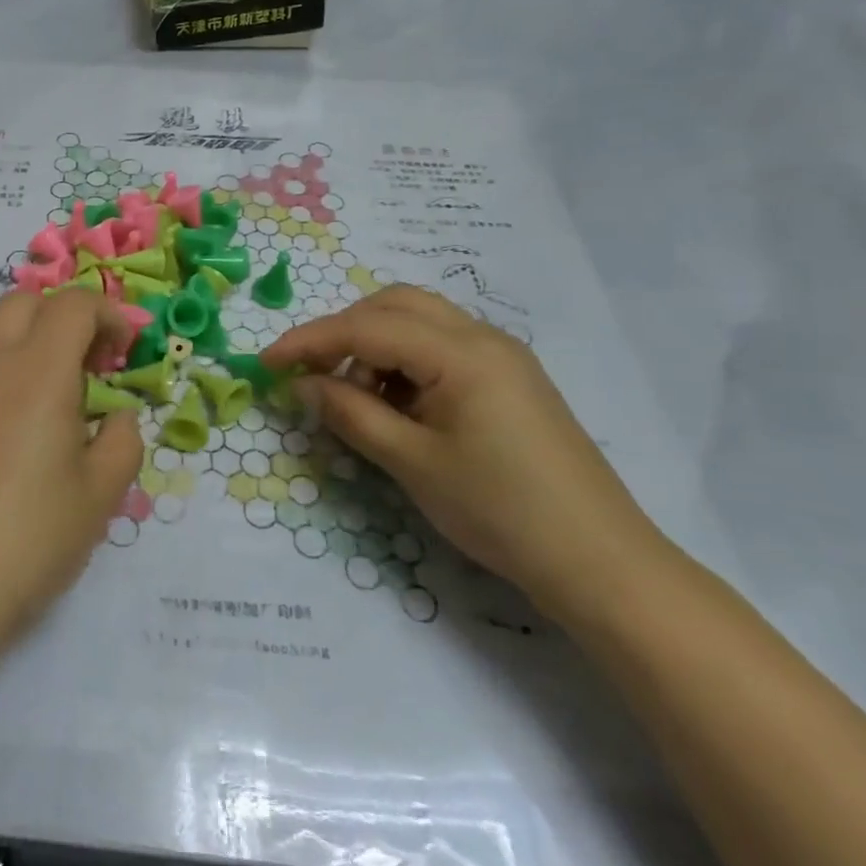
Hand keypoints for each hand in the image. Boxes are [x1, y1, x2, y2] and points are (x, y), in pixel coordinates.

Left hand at [0, 289, 143, 681]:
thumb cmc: (32, 538)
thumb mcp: (101, 494)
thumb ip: (123, 441)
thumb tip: (116, 418)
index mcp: (38, 375)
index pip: (73, 305)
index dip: (108, 315)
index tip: (125, 353)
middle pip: (23, 304)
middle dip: (63, 317)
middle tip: (90, 365)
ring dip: (33, 359)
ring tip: (56, 422)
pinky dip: (4, 396)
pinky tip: (11, 459)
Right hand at [261, 286, 668, 616]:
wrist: (599, 560)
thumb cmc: (499, 510)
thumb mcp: (412, 463)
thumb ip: (351, 414)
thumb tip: (302, 384)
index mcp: (460, 352)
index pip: (366, 328)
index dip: (309, 341)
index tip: (266, 363)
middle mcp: (482, 337)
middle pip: (394, 305)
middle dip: (343, 331)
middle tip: (313, 374)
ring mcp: (501, 355)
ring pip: (419, 321)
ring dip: (375, 345)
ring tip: (358, 399)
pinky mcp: (510, 378)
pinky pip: (442, 346)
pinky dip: (405, 361)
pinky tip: (397, 405)